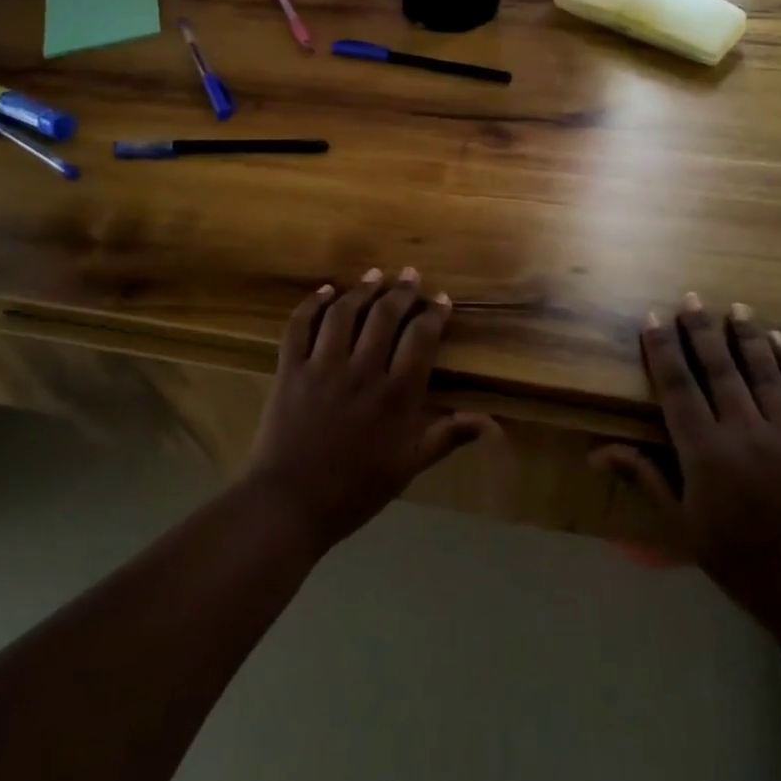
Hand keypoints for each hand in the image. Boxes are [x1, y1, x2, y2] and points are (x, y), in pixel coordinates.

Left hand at [244, 268, 495, 551]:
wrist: (289, 505)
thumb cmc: (355, 490)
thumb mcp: (408, 467)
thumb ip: (447, 436)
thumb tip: (491, 422)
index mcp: (396, 395)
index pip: (420, 338)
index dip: (433, 314)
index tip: (441, 299)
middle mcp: (362, 371)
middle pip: (384, 315)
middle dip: (402, 291)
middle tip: (410, 275)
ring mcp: (322, 367)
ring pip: (344, 313)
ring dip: (361, 289)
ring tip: (374, 275)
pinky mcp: (290, 369)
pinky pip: (299, 326)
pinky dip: (311, 304)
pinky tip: (325, 291)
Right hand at [593, 295, 780, 636]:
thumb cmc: (743, 563)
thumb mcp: (683, 526)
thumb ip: (646, 478)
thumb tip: (599, 451)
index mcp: (705, 452)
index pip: (678, 386)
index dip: (663, 349)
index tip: (653, 317)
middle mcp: (745, 431)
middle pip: (719, 368)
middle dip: (701, 330)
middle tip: (691, 298)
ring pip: (763, 370)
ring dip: (746, 335)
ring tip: (736, 307)